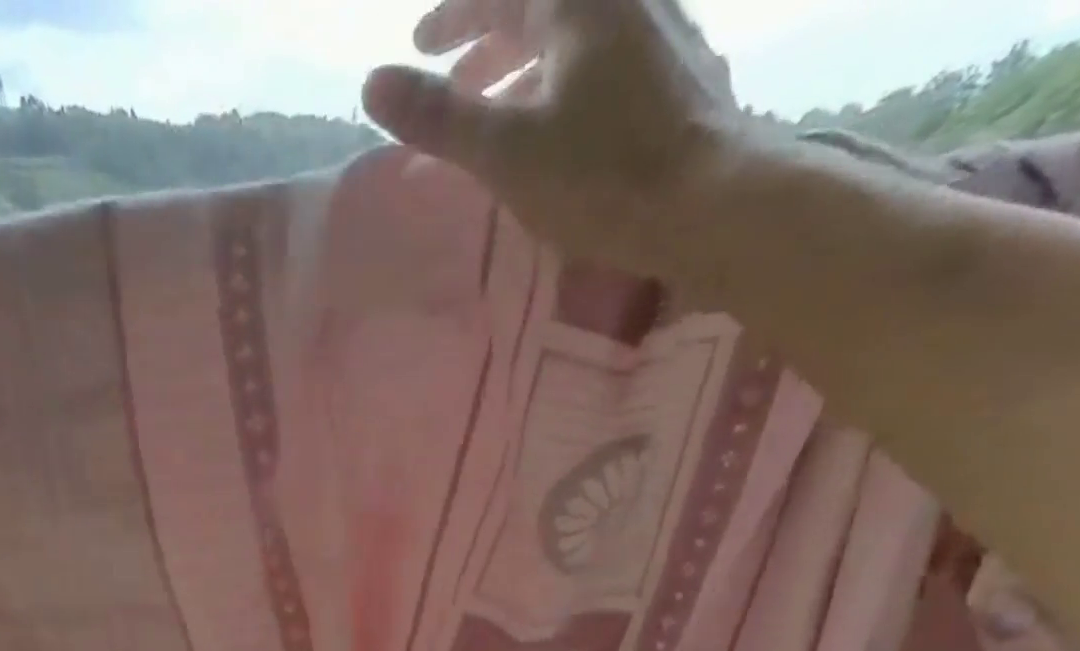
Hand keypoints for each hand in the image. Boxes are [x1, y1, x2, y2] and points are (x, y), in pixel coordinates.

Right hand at [363, 0, 743, 273]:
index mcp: (576, 0)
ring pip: (569, 38)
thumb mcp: (505, 151)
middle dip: (484, 42)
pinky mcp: (675, 73)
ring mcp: (656, 31)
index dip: (452, 17)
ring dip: (522, 70)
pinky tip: (556, 127)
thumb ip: (439, 117)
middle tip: (449, 80)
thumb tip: (371, 83)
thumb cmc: (600, 174)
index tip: (418, 46)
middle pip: (537, 6)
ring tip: (493, 114)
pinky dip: (560, 86)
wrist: (708, 200)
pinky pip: (600, 63)